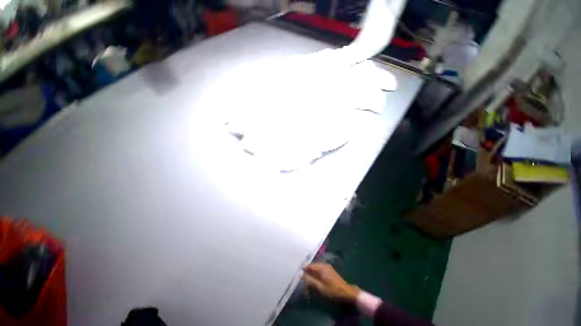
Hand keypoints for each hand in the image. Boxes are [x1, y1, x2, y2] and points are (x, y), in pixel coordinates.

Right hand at [302, 263, 359, 301]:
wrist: (346, 291)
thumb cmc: (332, 290)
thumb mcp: (320, 287)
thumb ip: (310, 281)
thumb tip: (301, 275)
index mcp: (320, 267)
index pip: (309, 265)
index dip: (303, 268)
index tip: (297, 271)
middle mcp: (323, 264)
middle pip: (312, 265)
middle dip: (307, 270)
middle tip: (301, 276)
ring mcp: (327, 266)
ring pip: (316, 267)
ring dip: (311, 271)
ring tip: (307, 277)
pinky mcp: (329, 270)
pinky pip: (319, 269)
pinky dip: (316, 272)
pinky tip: (314, 277)